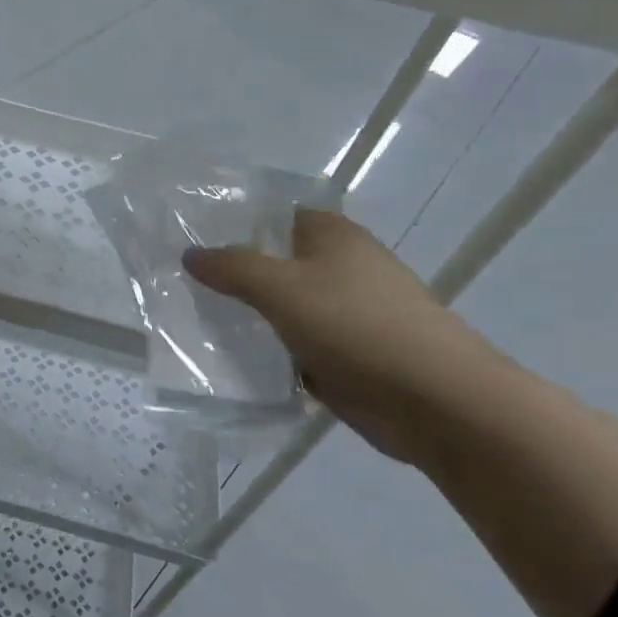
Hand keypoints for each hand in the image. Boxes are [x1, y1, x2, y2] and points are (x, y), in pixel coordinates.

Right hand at [183, 209, 507, 464]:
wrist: (435, 401)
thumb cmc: (357, 326)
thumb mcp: (282, 288)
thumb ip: (233, 267)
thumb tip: (190, 253)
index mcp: (334, 237)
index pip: (277, 215)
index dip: (236, 222)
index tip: (191, 236)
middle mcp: (343, 268)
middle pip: (277, 262)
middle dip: (235, 272)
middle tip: (183, 282)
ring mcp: (347, 314)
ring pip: (284, 307)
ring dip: (250, 316)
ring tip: (195, 320)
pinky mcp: (348, 355)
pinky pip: (296, 345)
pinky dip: (271, 351)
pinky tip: (233, 360)